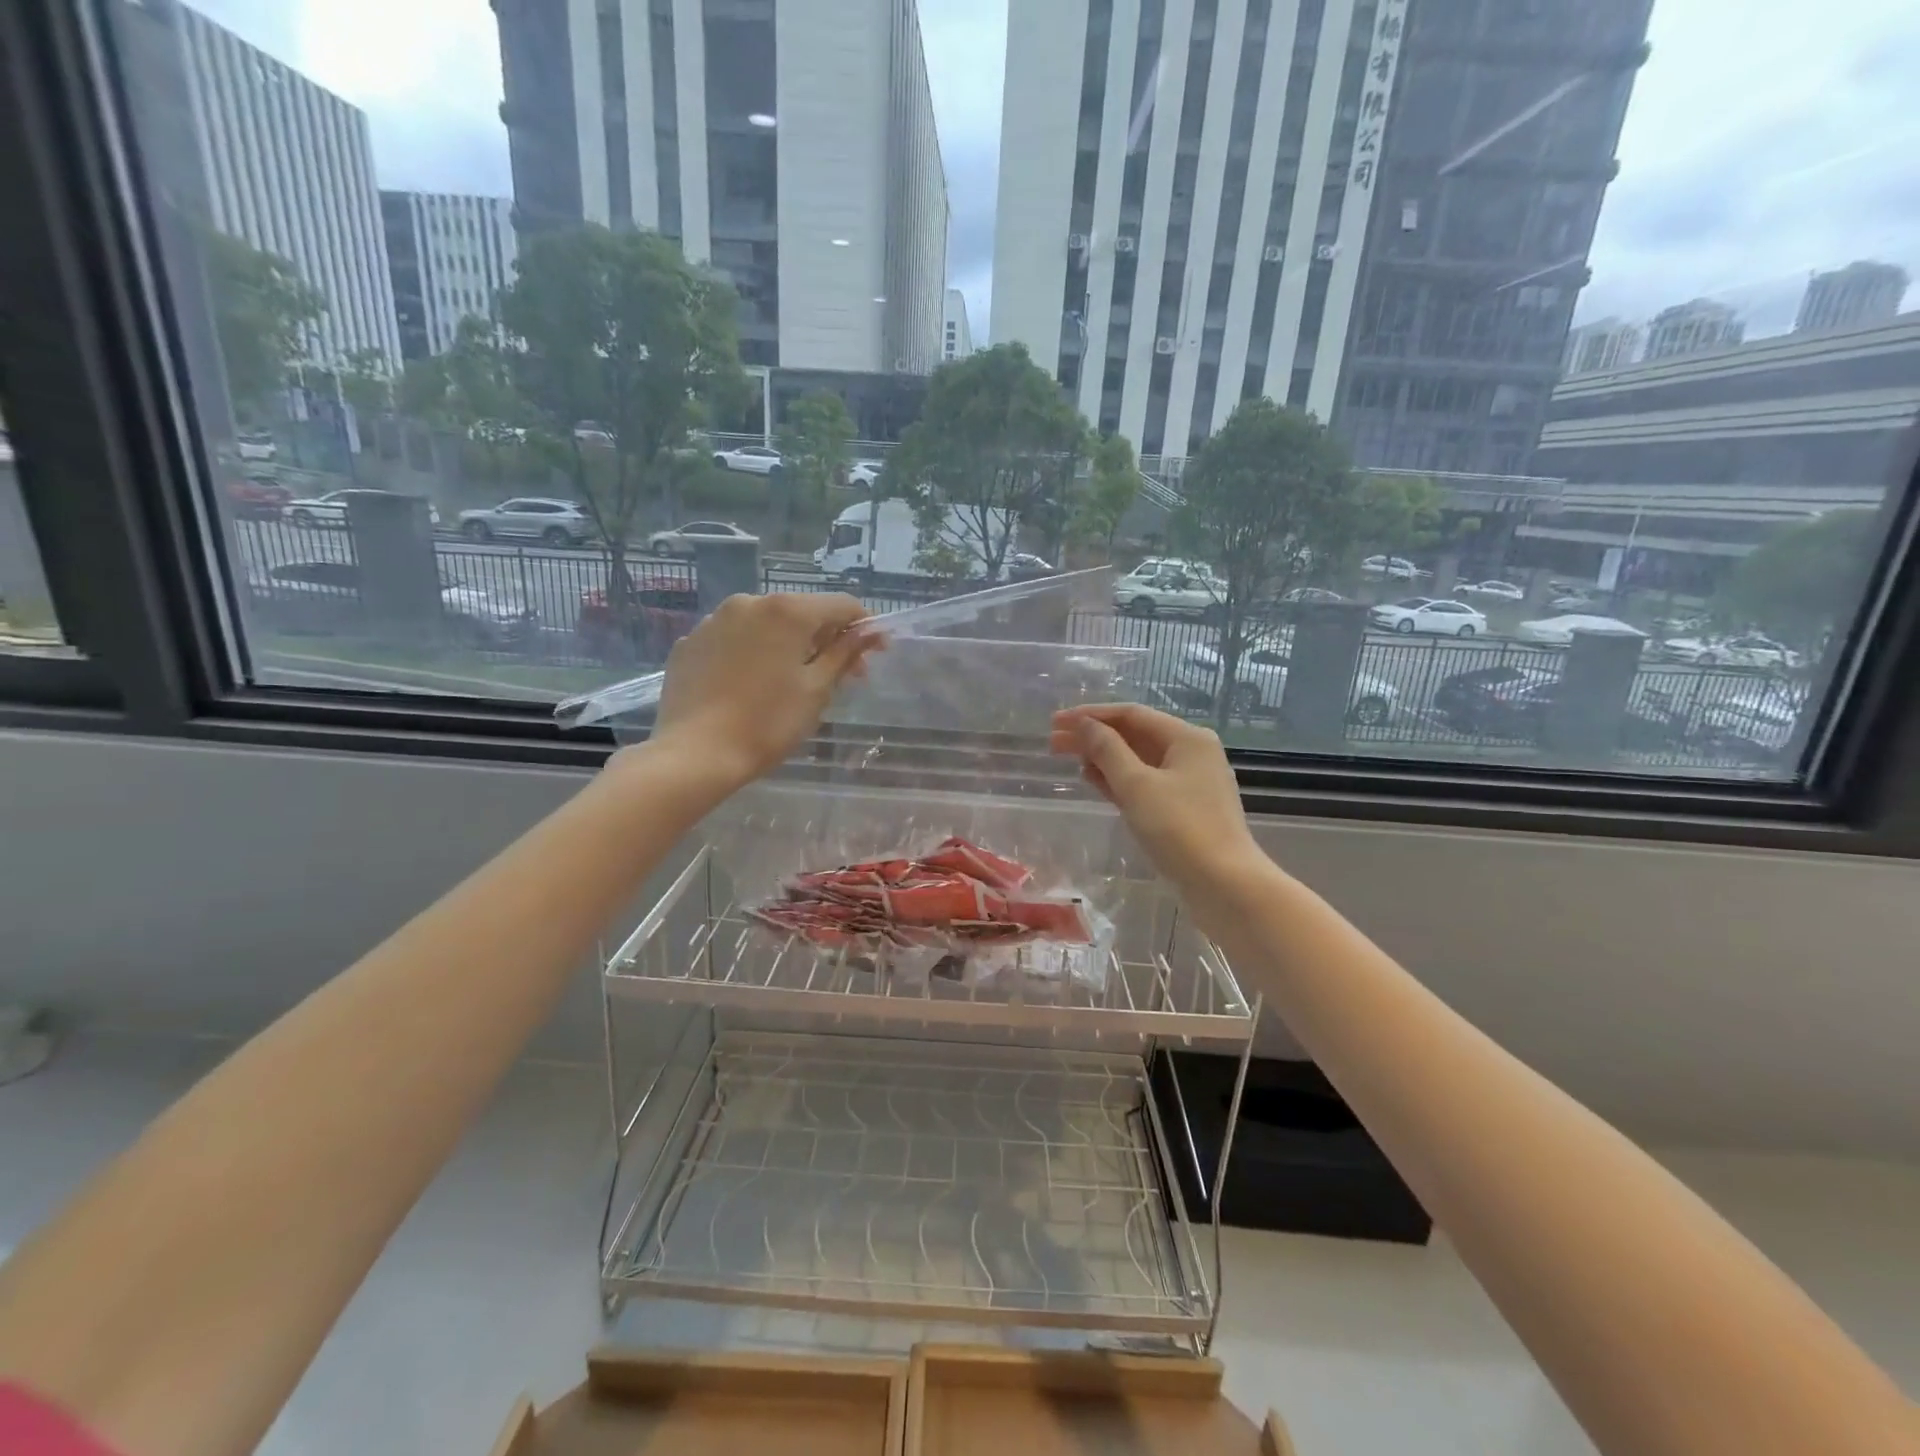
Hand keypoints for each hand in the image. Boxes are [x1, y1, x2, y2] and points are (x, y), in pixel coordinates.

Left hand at [649, 593, 882, 785]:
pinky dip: (752, 654)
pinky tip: (751, 686)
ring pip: (765, 624)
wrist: (695, 754)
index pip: (841, 605)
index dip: (864, 627)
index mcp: (787, 610)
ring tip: (791, 682)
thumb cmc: (768, 723)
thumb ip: (844, 653)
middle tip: (840, 677)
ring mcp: (714, 620)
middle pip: (802, 611)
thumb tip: (869, 631)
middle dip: (826, 638)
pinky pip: (733, 639)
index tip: (875, 655)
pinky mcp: (690, 642)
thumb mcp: (817, 689)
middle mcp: (749, 602)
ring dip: (788, 645)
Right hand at [1050, 704, 1262, 895]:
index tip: (1056, 722)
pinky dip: (1119, 779)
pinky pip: (1146, 783)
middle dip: (1093, 736)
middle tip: (1053, 742)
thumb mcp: (1137, 785)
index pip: (1131, 714)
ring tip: (1068, 759)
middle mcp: (1192, 752)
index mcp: (1186, 737)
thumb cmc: (1180, 829)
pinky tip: (1095, 781)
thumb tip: (1083, 724)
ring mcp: (1190, 782)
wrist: (1226, 885)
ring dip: (1104, 757)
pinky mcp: (1185, 808)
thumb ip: (1107, 750)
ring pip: (1139, 760)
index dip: (1090, 715)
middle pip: (1134, 735)